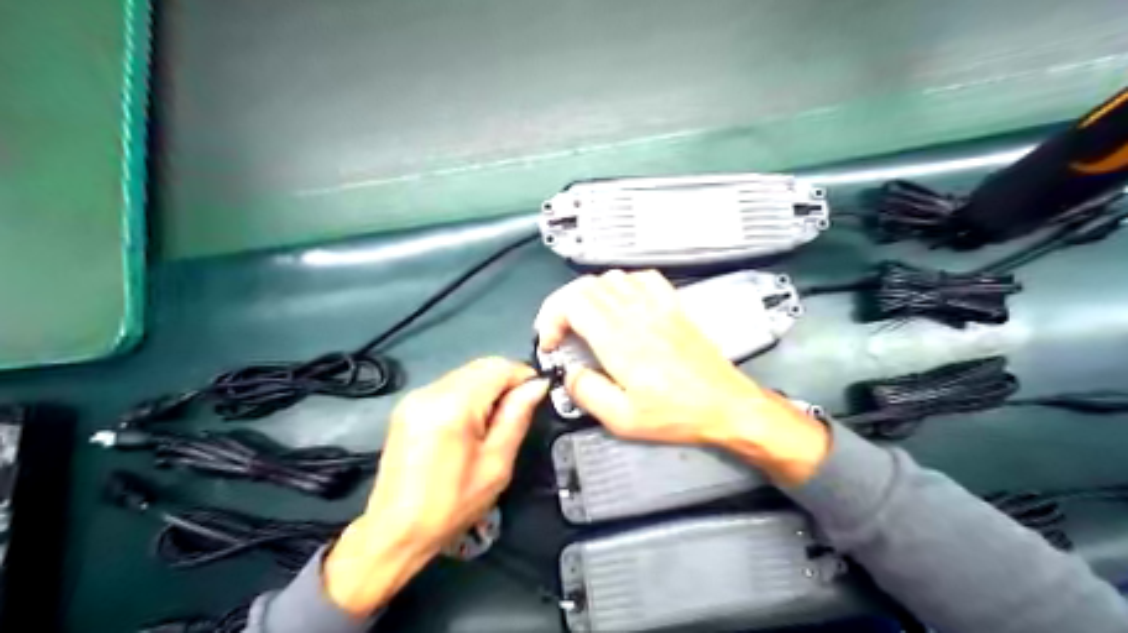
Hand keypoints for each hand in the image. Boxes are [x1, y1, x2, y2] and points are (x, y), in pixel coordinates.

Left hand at [322, 359, 546, 614]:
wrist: (395, 531)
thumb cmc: (451, 505)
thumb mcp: (496, 465)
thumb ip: (516, 418)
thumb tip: (537, 386)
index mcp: (453, 406)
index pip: (498, 367)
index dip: (523, 376)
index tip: (537, 396)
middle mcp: (431, 392)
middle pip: (481, 366)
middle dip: (506, 381)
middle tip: (518, 412)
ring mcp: (415, 397)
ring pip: (465, 373)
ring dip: (487, 387)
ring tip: (493, 423)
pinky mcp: (407, 406)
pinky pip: (449, 385)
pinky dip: (468, 394)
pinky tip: (471, 424)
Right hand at [534, 270, 830, 485]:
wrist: (726, 404)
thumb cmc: (677, 414)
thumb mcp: (623, 419)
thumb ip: (587, 393)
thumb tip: (569, 373)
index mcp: (619, 340)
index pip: (572, 302)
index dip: (551, 317)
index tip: (551, 343)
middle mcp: (636, 314)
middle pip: (585, 286)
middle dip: (562, 306)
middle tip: (561, 334)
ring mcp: (658, 306)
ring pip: (611, 278)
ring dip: (589, 295)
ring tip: (586, 321)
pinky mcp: (674, 306)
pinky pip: (643, 278)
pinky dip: (623, 285)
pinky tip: (622, 304)